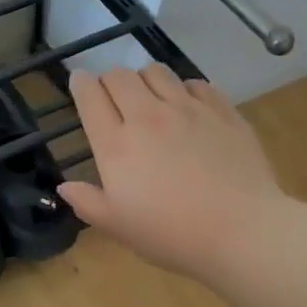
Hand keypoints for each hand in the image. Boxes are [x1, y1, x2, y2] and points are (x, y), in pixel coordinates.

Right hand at [58, 66, 284, 281]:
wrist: (241, 230)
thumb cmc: (171, 235)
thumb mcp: (118, 227)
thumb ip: (87, 203)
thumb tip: (65, 187)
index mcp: (117, 145)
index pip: (90, 97)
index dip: (80, 84)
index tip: (79, 83)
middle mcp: (148, 116)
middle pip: (120, 76)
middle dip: (109, 80)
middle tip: (112, 97)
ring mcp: (189, 109)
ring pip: (157, 72)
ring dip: (145, 80)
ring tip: (149, 98)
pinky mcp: (223, 111)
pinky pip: (196, 83)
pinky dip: (184, 89)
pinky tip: (188, 108)